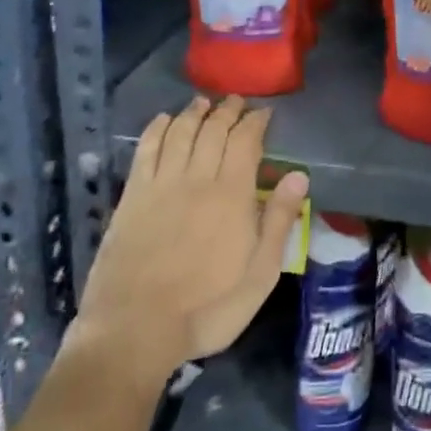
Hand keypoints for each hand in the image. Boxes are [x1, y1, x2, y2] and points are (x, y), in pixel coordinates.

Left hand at [74, 96, 308, 387]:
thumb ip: (279, 221)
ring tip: (204, 102)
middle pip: (214, 129)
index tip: (264, 112)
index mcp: (233, 194)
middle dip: (228, 110)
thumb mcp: (260, 274)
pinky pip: (146, 149)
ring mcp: (161, 184)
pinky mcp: (132, 195)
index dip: (256, 121)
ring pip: (181, 132)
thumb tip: (298, 176)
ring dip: (194, 112)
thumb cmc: (207, 308)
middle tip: (236, 101)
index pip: (246, 141)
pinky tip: (164, 120)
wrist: (135, 328)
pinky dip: (157, 128)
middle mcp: (198, 177)